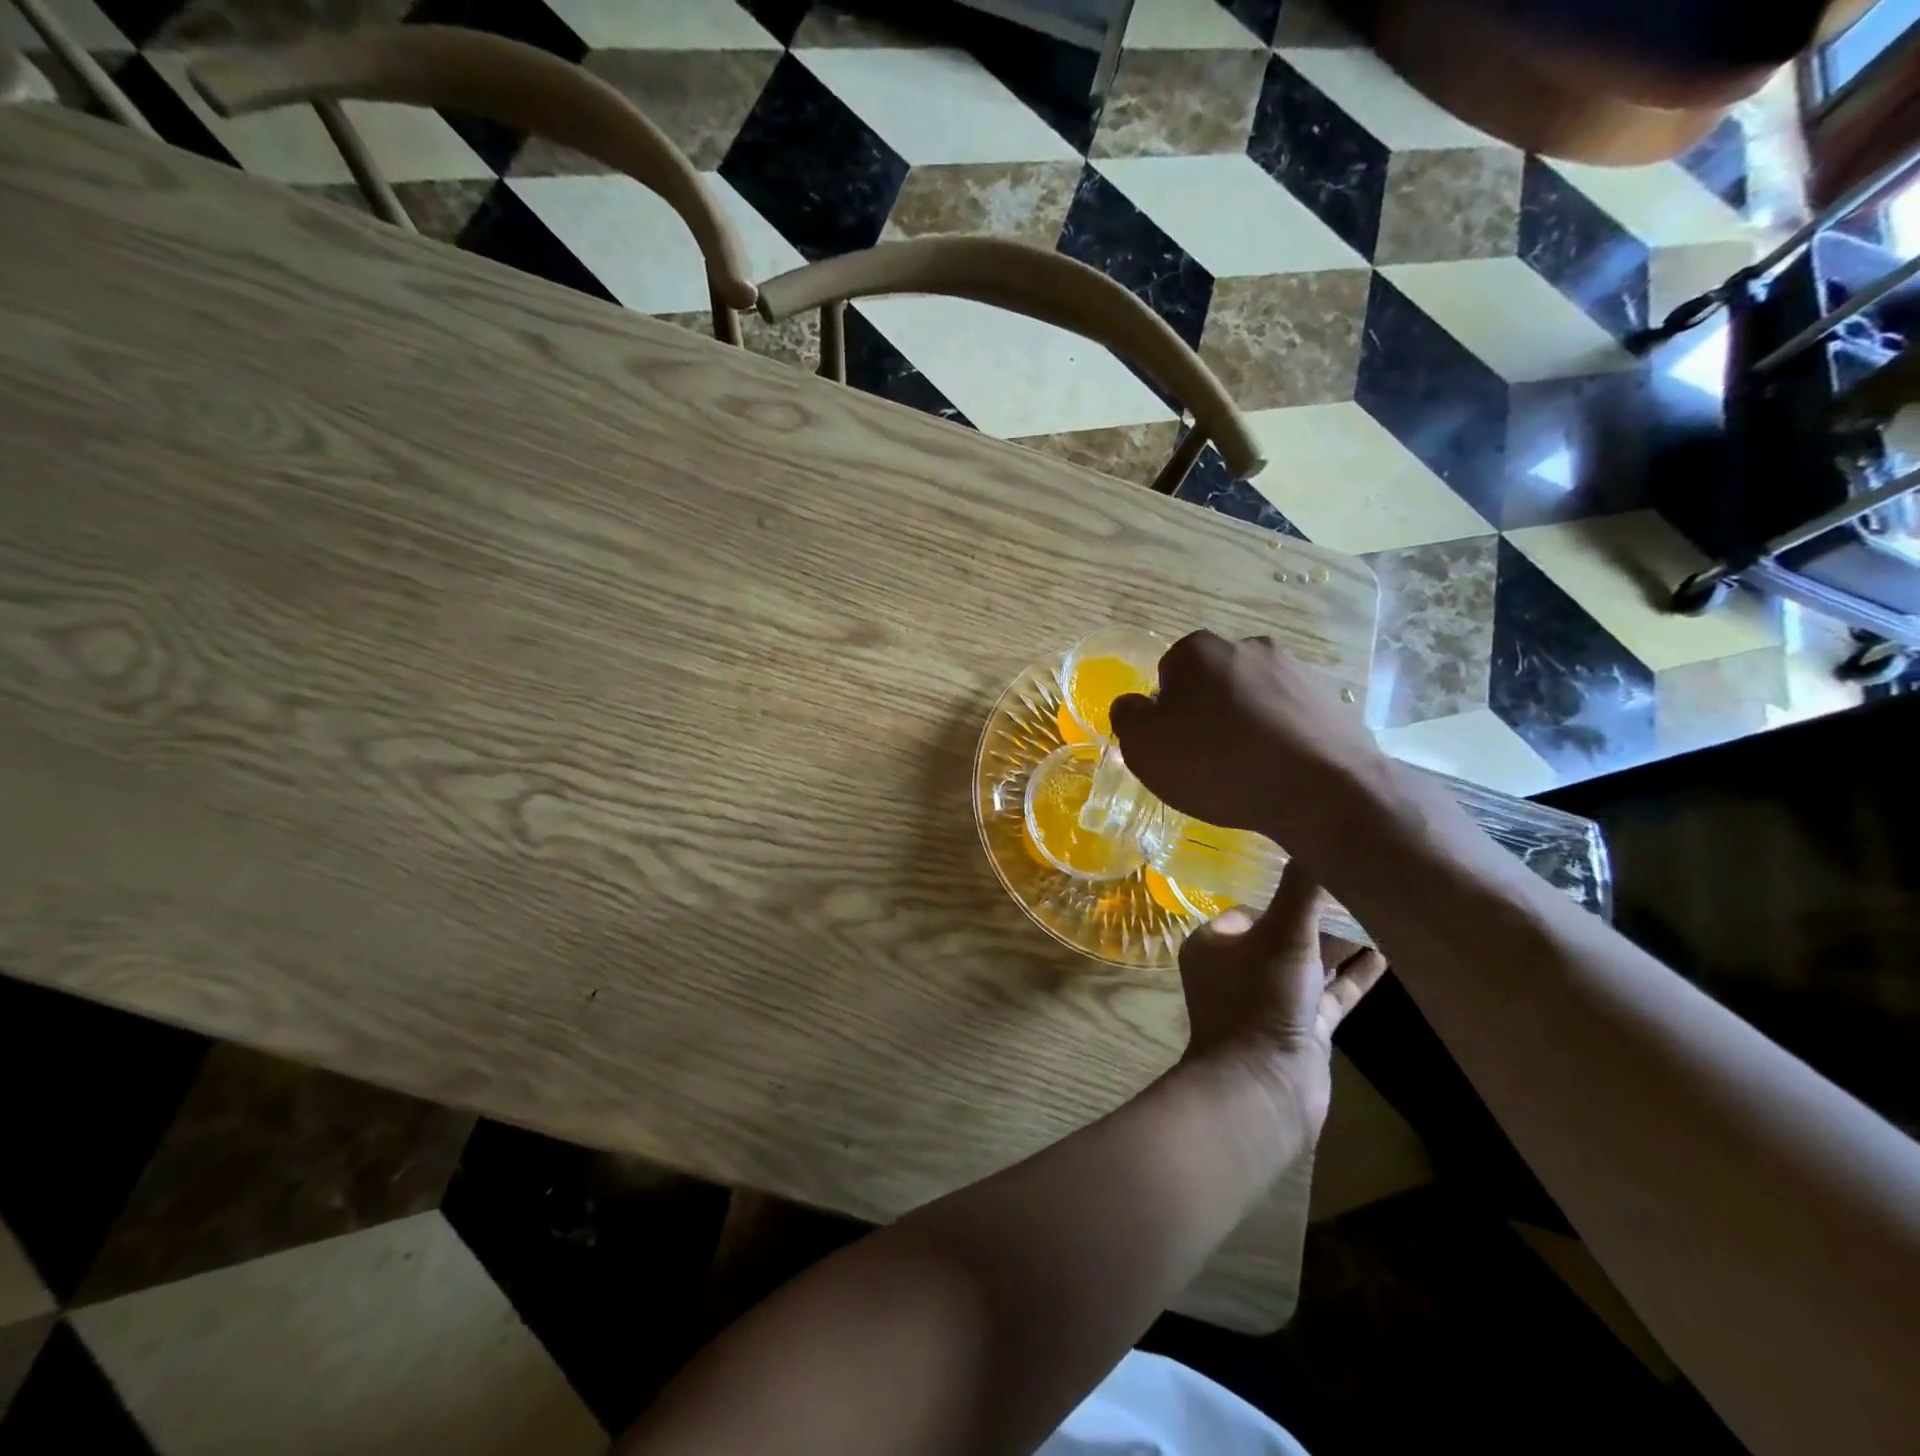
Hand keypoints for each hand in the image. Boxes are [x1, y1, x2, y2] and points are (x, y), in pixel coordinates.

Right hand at [1109, 631, 1388, 844]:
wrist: (1321, 792)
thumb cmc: (1217, 764)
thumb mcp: (1145, 748)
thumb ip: (1128, 718)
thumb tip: (1134, 704)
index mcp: (1199, 650)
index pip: (1166, 676)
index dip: (1165, 714)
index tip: (1175, 747)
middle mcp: (1248, 646)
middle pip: (1211, 684)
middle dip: (1206, 715)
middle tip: (1206, 761)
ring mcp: (1295, 671)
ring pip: (1251, 700)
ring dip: (1243, 726)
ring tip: (1245, 772)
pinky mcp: (1328, 701)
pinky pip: (1286, 718)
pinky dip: (1278, 739)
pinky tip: (1277, 772)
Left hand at [1177, 861, 1386, 1137]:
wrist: (1264, 1089)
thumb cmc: (1260, 1000)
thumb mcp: (1282, 936)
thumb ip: (1302, 891)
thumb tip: (1320, 838)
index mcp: (1215, 944)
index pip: (1252, 905)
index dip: (1284, 891)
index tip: (1321, 871)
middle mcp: (1238, 968)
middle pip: (1285, 931)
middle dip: (1320, 914)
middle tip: (1361, 887)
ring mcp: (1272, 1000)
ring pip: (1311, 962)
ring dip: (1342, 942)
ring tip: (1382, 911)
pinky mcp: (1302, 1028)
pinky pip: (1332, 991)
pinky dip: (1355, 973)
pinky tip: (1388, 952)